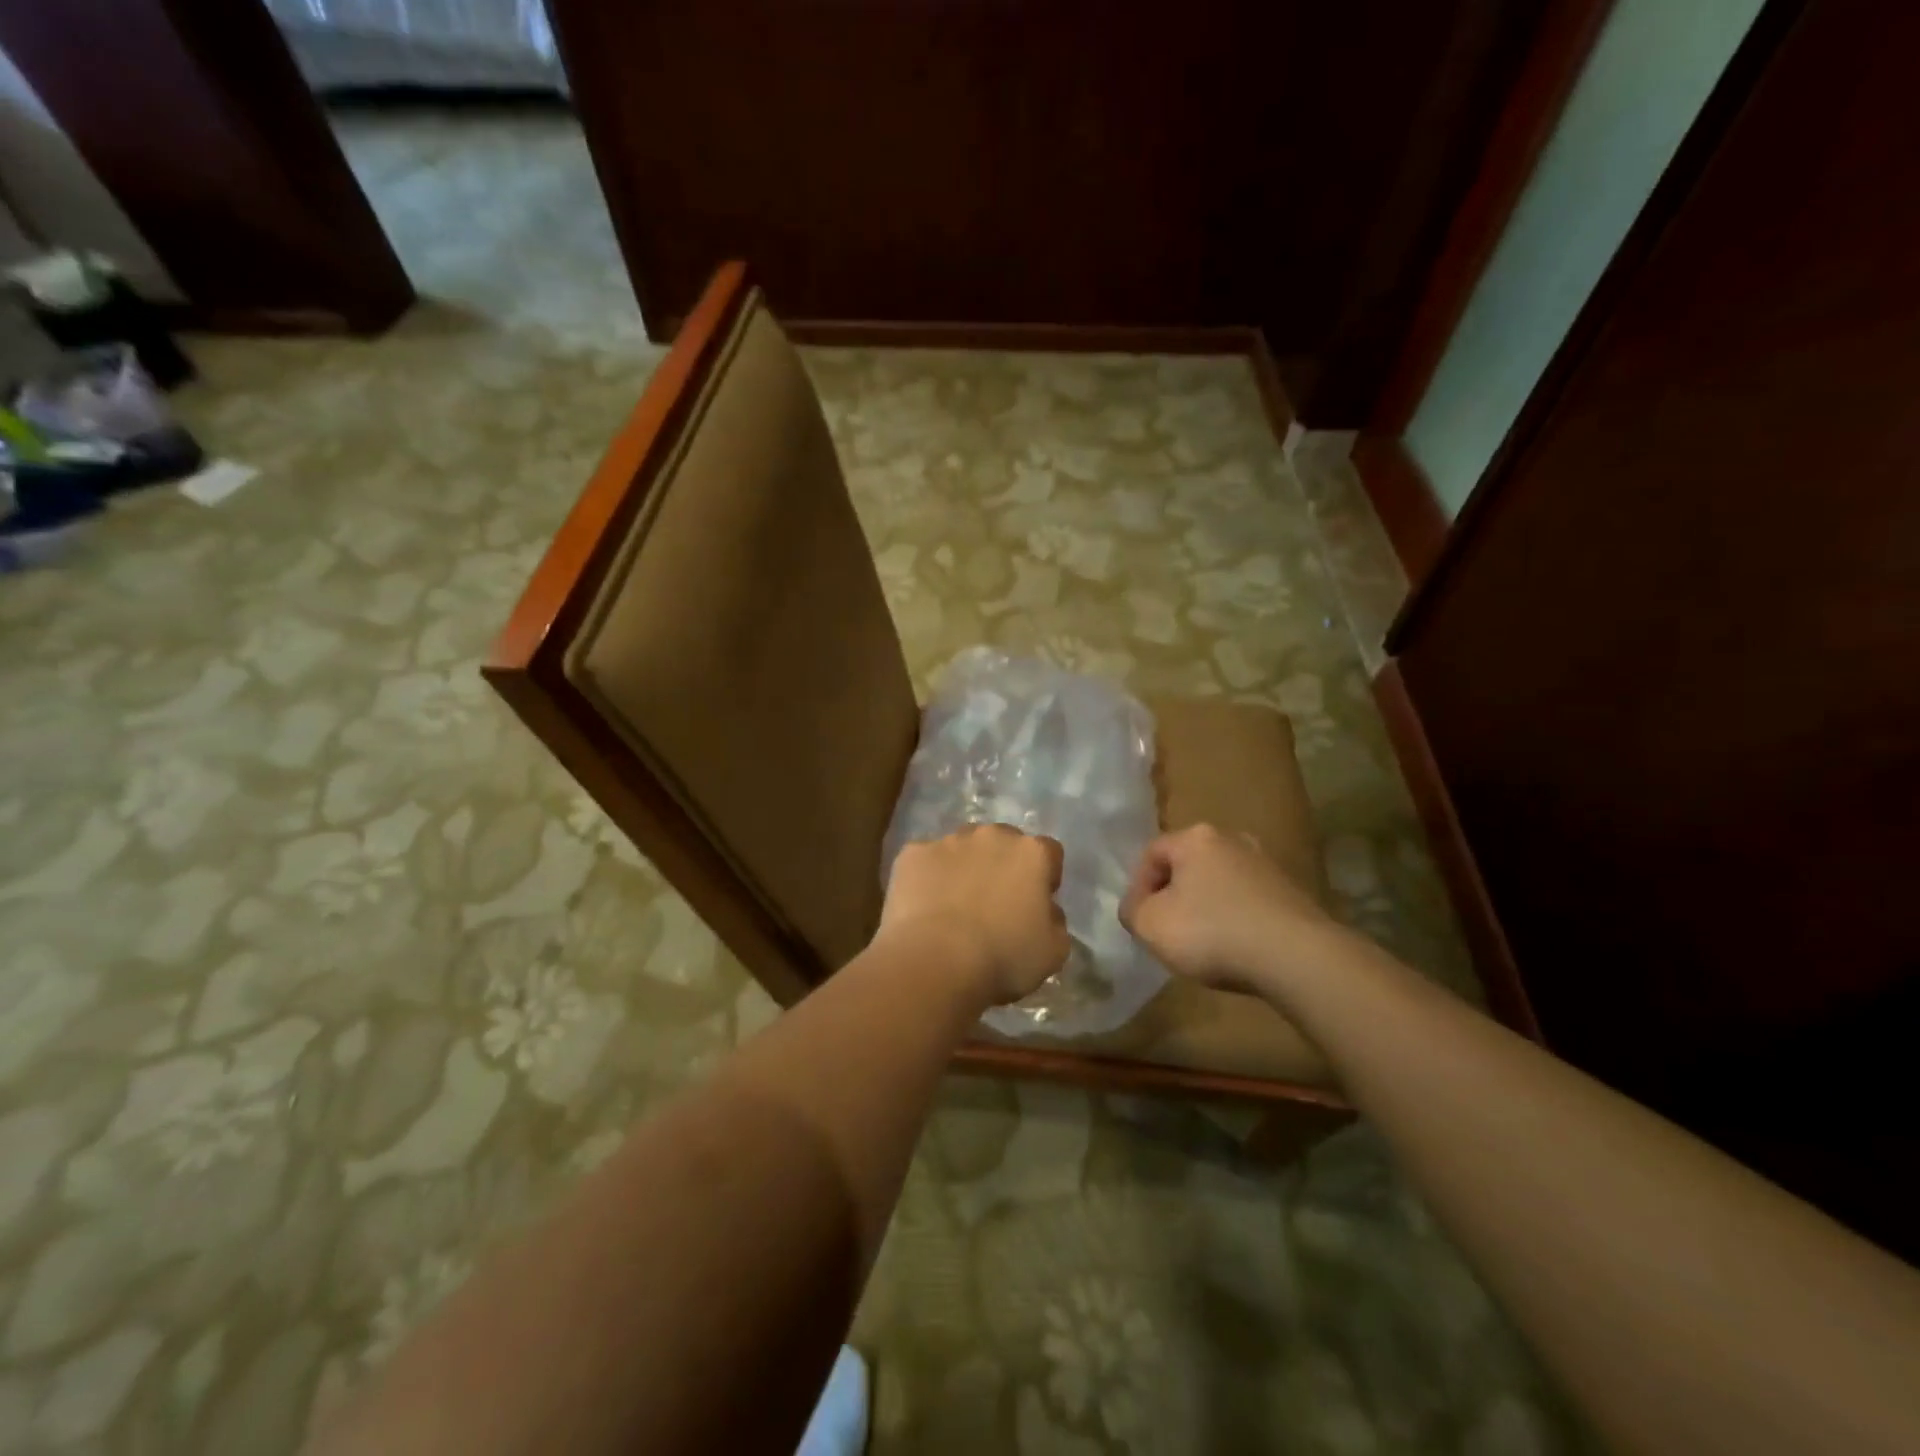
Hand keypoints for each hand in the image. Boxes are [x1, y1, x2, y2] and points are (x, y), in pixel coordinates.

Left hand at [879, 825, 1070, 1005]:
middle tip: (994, 903)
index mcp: (1032, 853)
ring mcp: (949, 841)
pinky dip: (927, 878)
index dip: (1044, 877)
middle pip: (1002, 843)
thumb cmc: (1003, 958)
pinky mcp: (913, 853)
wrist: (935, 961)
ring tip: (954, 906)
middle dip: (1001, 865)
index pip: (1049, 853)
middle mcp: (992, 835)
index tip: (1036, 903)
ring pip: (962, 848)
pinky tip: (924, 908)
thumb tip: (1045, 910)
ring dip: (964, 867)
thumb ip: (1055, 921)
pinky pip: (926, 861)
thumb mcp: (1053, 951)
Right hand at [1119, 824, 1343, 992]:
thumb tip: (1138, 907)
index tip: (1140, 921)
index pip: (1151, 853)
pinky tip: (1234, 948)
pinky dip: (1234, 919)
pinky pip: (1246, 901)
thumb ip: (1132, 911)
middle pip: (1187, 865)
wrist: (1295, 957)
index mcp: (1195, 837)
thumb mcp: (1150, 925)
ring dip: (1204, 907)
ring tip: (1201, 943)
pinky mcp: (1290, 892)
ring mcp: (1266, 864)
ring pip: (1218, 883)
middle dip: (1172, 896)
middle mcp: (1232, 839)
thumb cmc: (1211, 933)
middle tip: (1167, 929)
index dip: (1137, 887)